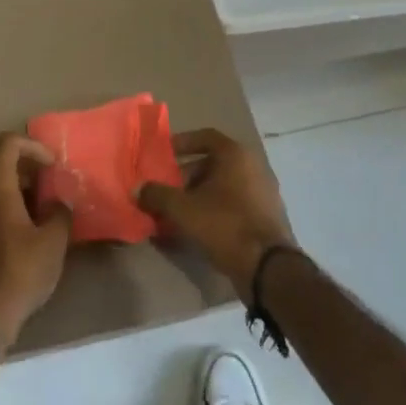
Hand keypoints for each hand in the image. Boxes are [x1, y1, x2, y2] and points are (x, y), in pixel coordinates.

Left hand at [0, 132, 70, 345]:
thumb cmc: (18, 271)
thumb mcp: (53, 241)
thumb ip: (60, 212)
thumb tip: (58, 202)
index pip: (8, 142)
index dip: (33, 146)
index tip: (53, 166)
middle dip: (28, 167)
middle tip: (52, 186)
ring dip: (19, 188)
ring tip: (44, 210)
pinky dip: (7, 206)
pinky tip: (28, 231)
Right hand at [138, 128, 295, 299]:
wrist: (267, 267)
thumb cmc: (224, 225)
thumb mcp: (183, 209)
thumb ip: (158, 195)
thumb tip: (138, 189)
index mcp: (235, 155)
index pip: (205, 136)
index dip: (182, 143)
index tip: (164, 154)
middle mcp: (253, 166)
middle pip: (213, 163)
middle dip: (186, 176)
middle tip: (166, 190)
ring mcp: (263, 192)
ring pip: (223, 185)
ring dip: (198, 195)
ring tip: (177, 212)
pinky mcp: (266, 216)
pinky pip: (234, 203)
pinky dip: (214, 209)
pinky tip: (198, 229)